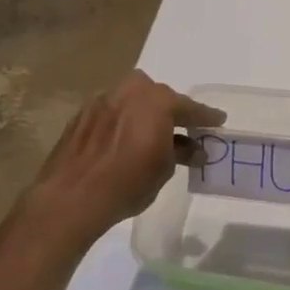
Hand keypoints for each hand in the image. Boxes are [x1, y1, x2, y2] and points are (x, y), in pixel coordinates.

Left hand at [26, 72, 224, 240]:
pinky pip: (112, 110)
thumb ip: (181, 152)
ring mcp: (103, 100)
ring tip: (151, 133)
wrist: (71, 197)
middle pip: (159, 96)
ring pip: (133, 99)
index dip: (206, 117)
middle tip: (183, 129)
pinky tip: (124, 139)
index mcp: (157, 101)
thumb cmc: (127, 183)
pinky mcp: (82, 114)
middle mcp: (130, 91)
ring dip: (145, 112)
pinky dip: (123, 120)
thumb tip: (193, 149)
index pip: (189, 107)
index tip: (218, 120)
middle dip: (172, 111)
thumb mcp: (164, 170)